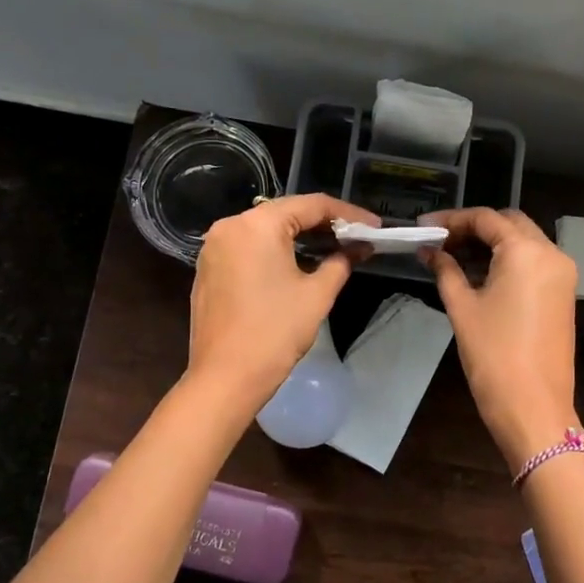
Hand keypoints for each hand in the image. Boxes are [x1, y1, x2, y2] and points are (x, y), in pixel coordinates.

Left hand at [188, 194, 374, 407]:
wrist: (225, 378)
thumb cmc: (275, 332)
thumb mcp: (317, 294)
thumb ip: (341, 261)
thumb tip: (359, 247)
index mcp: (257, 224)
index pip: (311, 205)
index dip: (348, 214)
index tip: (374, 226)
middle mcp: (230, 226)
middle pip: (286, 213)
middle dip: (323, 224)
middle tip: (357, 236)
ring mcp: (214, 248)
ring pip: (266, 230)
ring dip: (299, 237)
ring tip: (334, 247)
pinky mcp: (208, 268)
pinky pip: (248, 247)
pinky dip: (275, 250)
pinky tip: (299, 263)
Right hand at [422, 208, 578, 471]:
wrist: (534, 407)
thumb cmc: (493, 355)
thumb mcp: (462, 308)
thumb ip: (445, 270)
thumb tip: (430, 251)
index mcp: (527, 251)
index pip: (486, 219)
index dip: (452, 220)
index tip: (424, 227)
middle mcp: (551, 253)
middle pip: (509, 224)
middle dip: (474, 228)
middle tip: (440, 242)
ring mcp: (562, 274)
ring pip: (524, 241)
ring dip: (492, 243)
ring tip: (453, 257)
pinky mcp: (564, 293)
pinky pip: (534, 262)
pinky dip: (508, 260)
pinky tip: (479, 273)